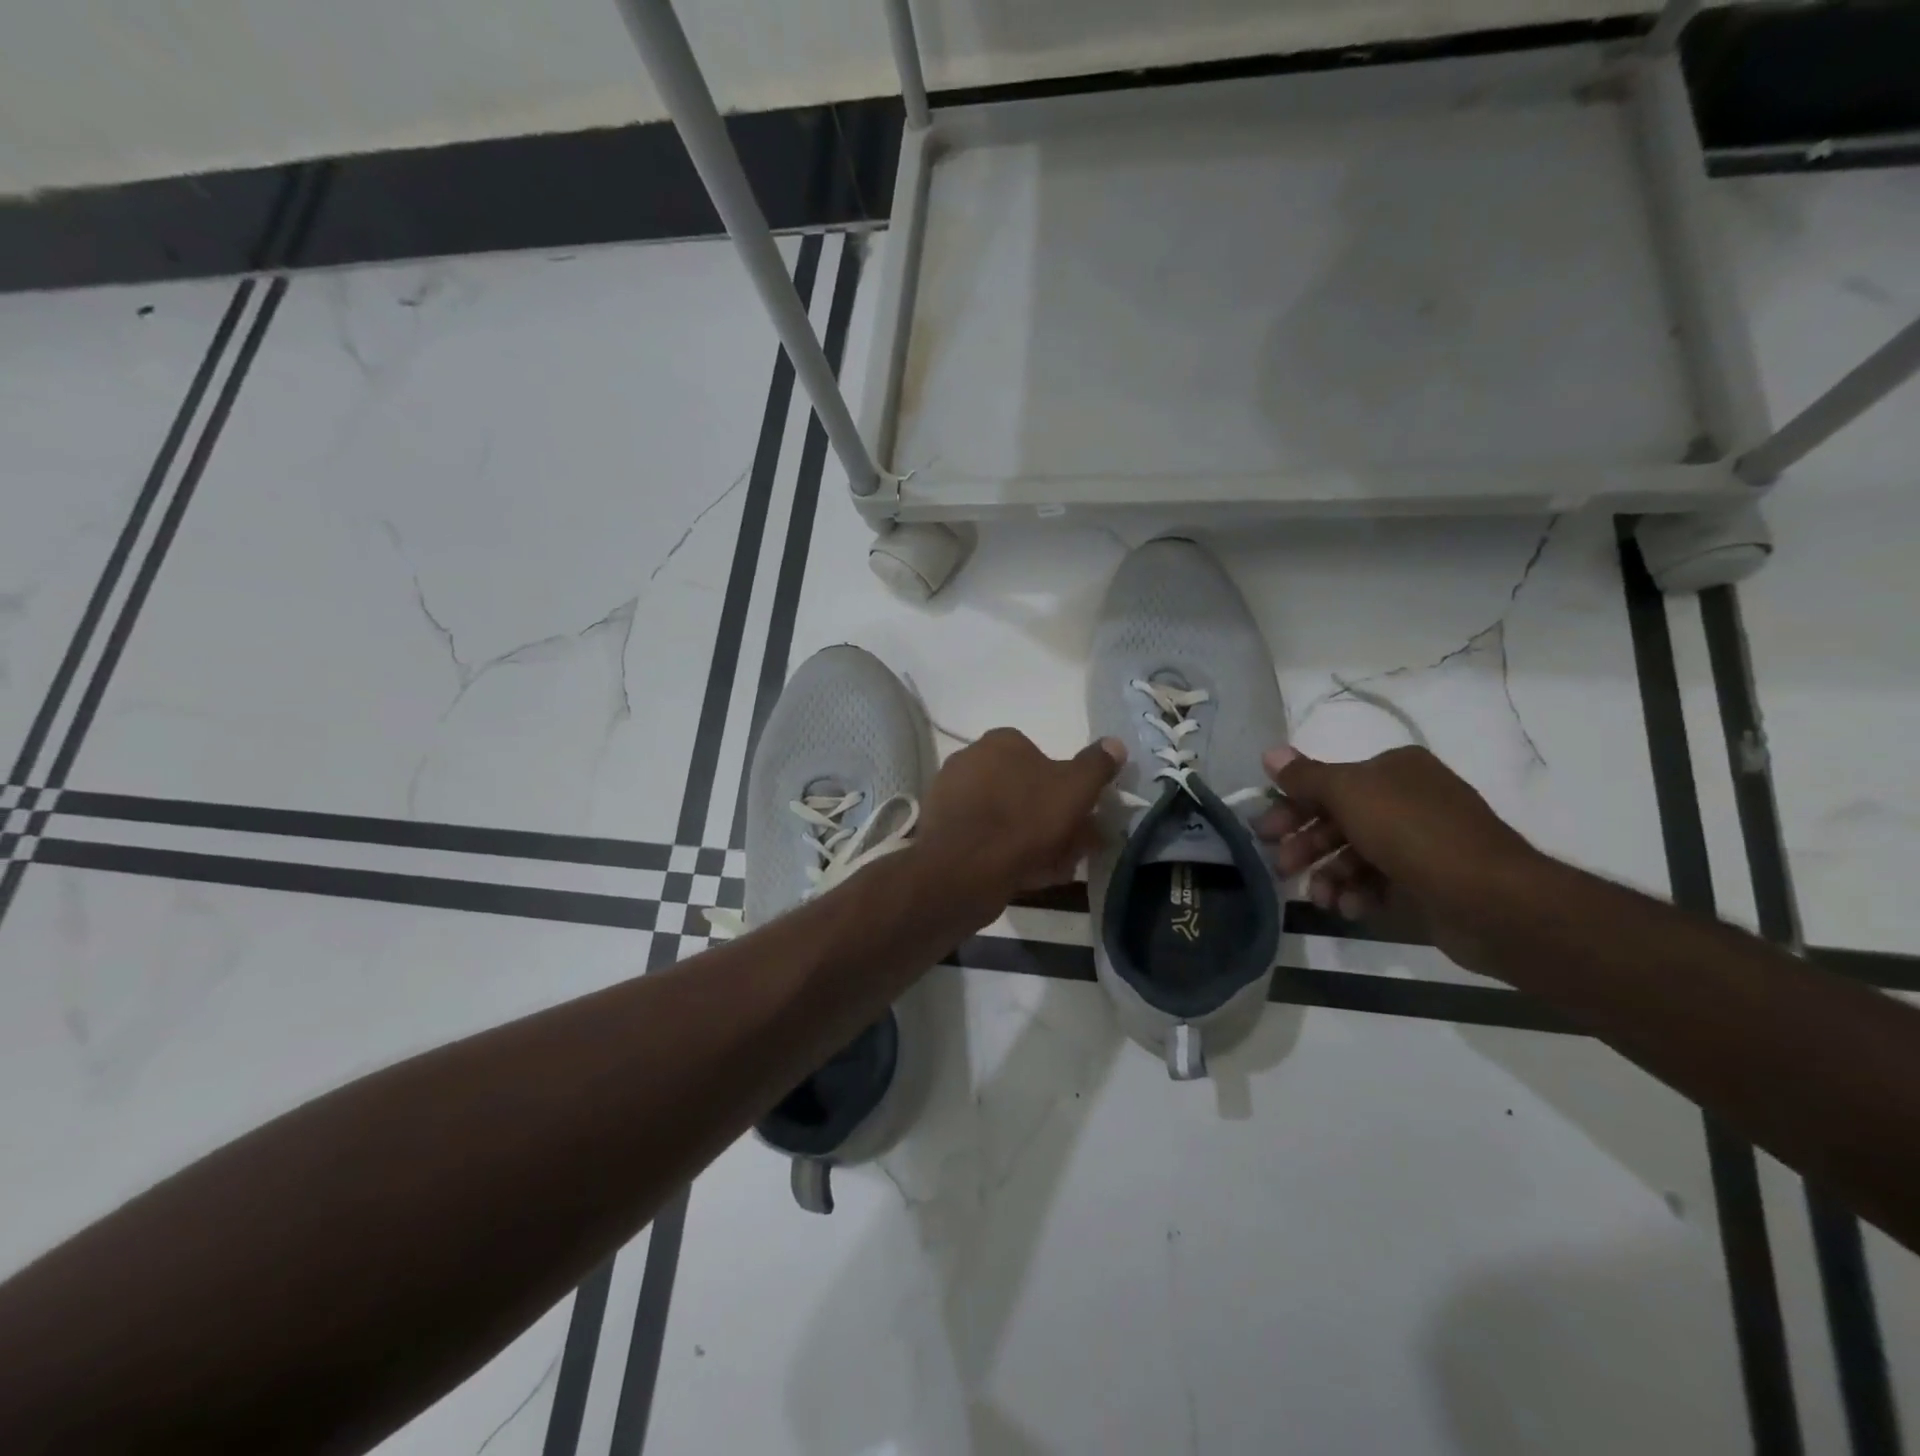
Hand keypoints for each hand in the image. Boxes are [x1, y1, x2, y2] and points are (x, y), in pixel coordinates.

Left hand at [918, 729, 1123, 912]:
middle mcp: (970, 760)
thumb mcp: (1075, 789)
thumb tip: (1115, 743)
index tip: (1082, 817)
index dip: (1066, 789)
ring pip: (1006, 817)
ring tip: (1053, 869)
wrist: (962, 870)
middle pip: (1024, 790)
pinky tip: (1025, 877)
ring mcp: (951, 796)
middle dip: (1051, 819)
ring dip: (1032, 840)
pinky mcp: (940, 830)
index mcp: (1001, 742)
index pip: (1041, 758)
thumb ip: (1096, 765)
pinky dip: (1005, 853)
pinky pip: (985, 838)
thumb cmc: (1024, 820)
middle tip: (1073, 850)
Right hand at [1256, 745, 1540, 963]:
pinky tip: (1351, 908)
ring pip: (1355, 854)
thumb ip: (1306, 777)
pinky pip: (1379, 881)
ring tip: (1321, 898)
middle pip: (1337, 819)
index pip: (1328, 782)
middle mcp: (1407, 798)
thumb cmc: (1413, 833)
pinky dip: (1359, 893)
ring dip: (1330, 875)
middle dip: (1306, 845)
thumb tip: (1270, 753)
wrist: (1491, 899)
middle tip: (1280, 868)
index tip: (1264, 832)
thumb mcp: (1350, 794)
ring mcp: (1420, 841)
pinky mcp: (1428, 880)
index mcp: (1394, 769)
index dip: (1291, 806)